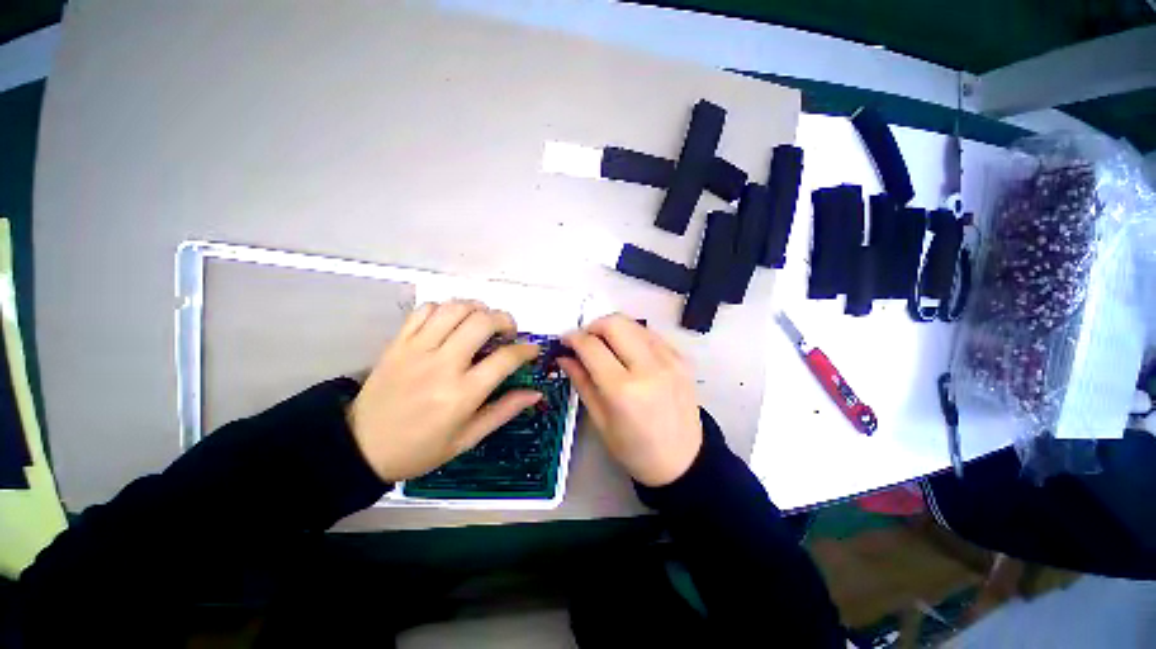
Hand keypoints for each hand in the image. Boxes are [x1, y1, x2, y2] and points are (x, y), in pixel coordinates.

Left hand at [348, 300, 541, 481]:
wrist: (360, 447)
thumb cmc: (420, 448)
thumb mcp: (468, 439)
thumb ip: (504, 411)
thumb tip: (535, 392)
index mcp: (462, 394)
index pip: (505, 359)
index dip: (526, 350)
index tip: (532, 350)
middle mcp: (442, 365)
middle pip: (482, 322)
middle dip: (505, 320)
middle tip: (508, 332)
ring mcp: (417, 350)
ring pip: (455, 308)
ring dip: (478, 308)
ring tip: (483, 321)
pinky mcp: (398, 342)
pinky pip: (425, 310)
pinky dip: (445, 308)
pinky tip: (451, 321)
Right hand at [558, 314, 702, 486]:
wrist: (683, 460)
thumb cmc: (635, 449)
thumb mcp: (600, 420)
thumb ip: (581, 381)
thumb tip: (564, 356)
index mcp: (623, 390)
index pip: (591, 346)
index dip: (573, 338)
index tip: (565, 340)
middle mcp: (648, 367)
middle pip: (614, 323)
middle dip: (593, 326)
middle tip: (585, 341)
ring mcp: (669, 359)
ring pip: (633, 323)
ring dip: (613, 328)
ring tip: (606, 346)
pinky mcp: (682, 358)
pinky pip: (650, 334)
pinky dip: (633, 336)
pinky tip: (629, 352)